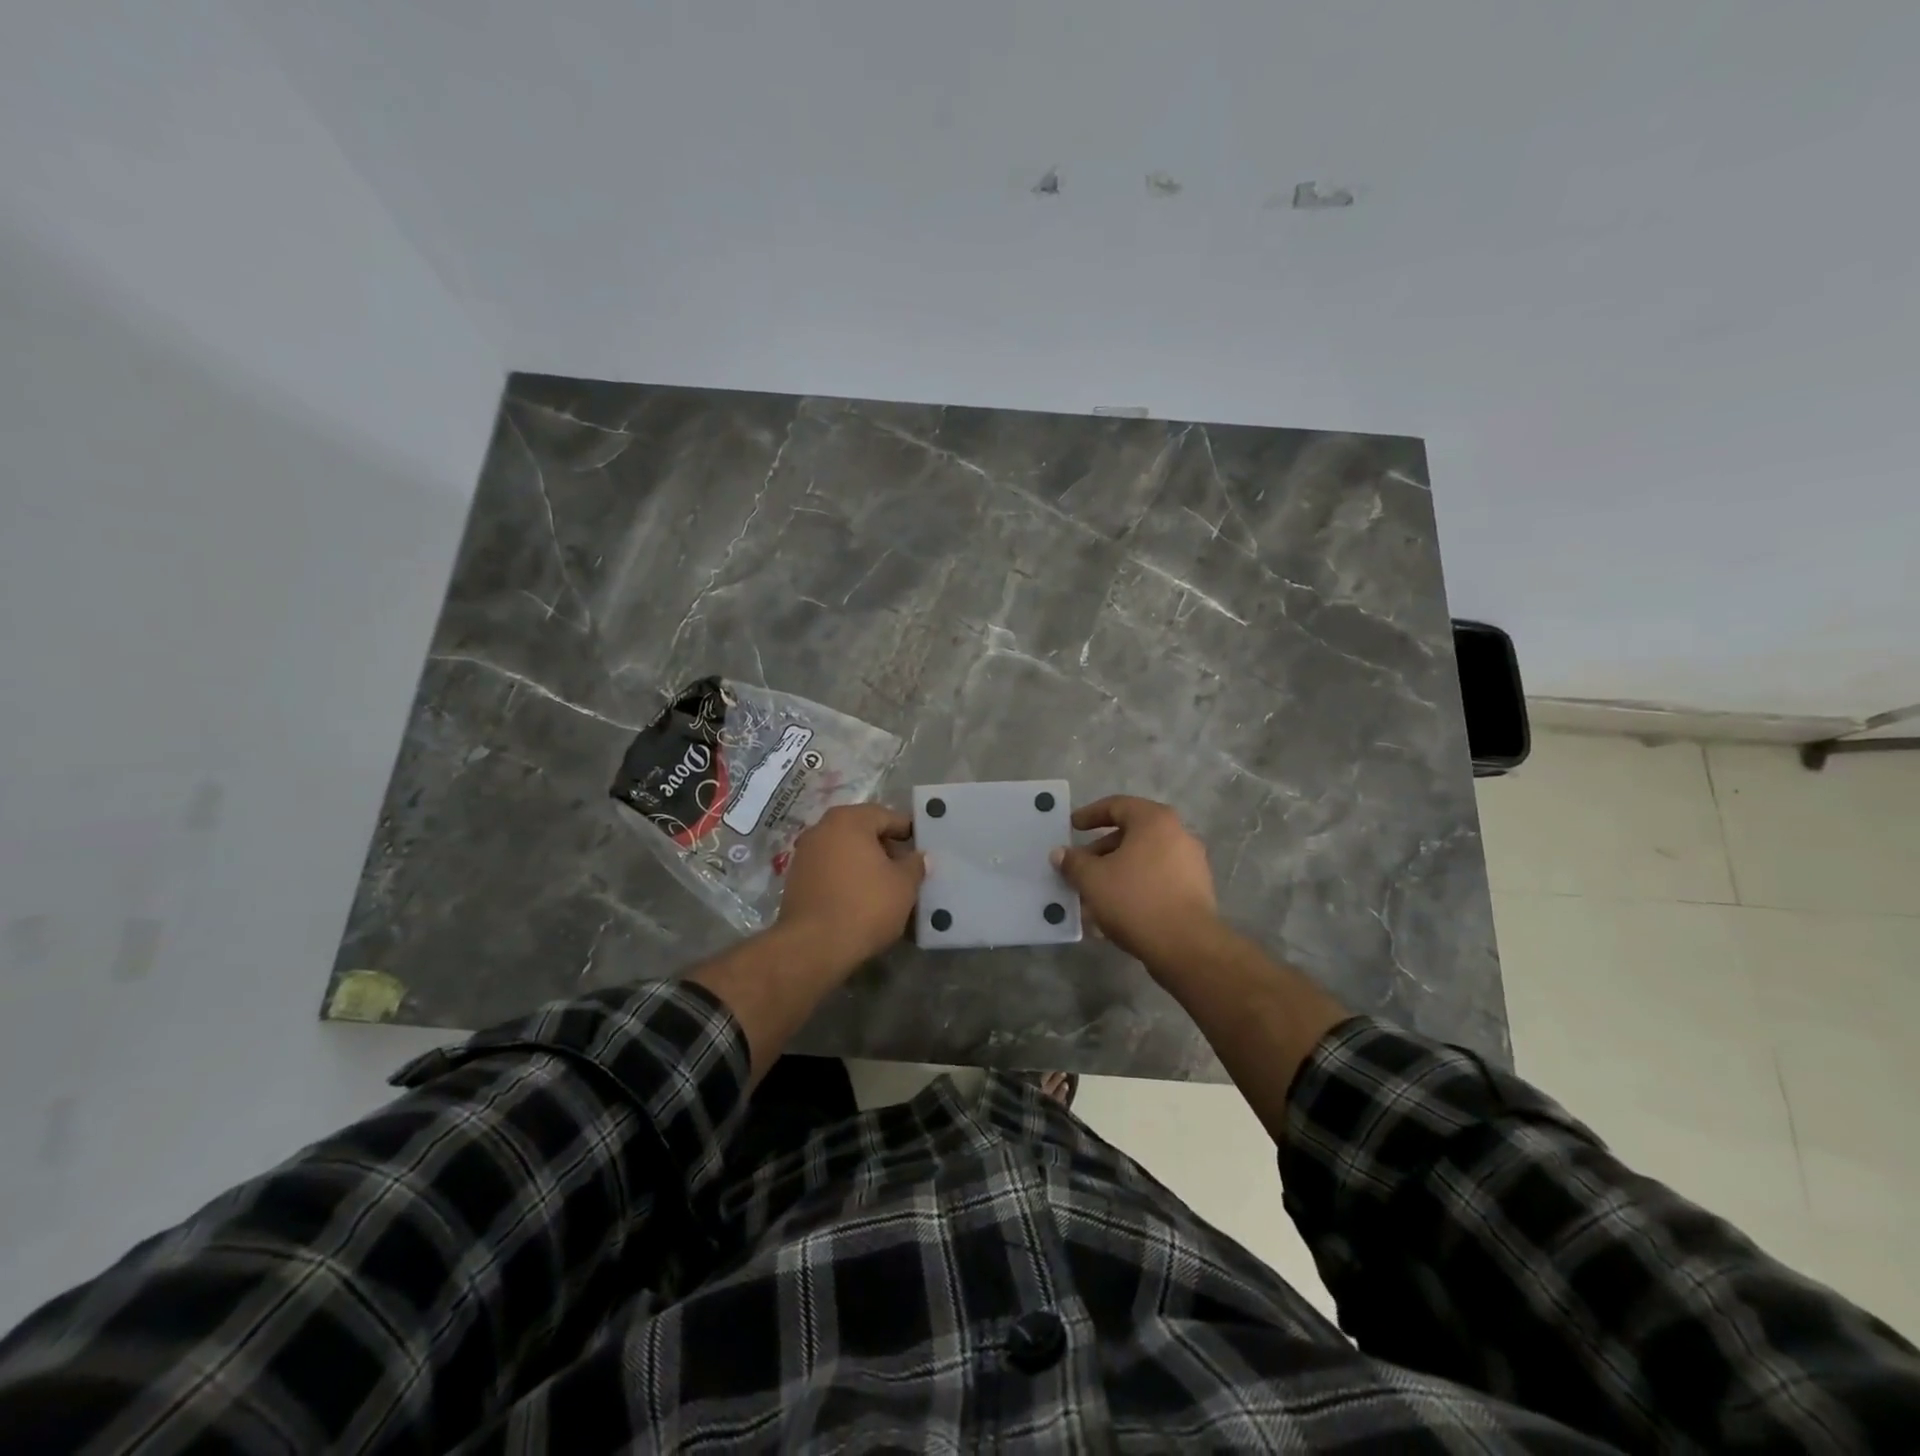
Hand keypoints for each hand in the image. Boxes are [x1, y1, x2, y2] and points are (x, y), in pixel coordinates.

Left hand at [775, 803, 924, 969]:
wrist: (813, 946)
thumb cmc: (865, 906)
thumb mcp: (903, 885)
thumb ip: (915, 864)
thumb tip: (920, 856)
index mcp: (849, 820)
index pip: (886, 816)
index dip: (907, 831)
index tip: (922, 848)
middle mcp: (821, 829)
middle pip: (862, 831)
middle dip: (885, 848)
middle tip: (906, 869)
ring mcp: (804, 854)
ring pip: (844, 852)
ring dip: (864, 864)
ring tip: (885, 887)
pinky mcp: (795, 880)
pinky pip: (829, 870)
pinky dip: (846, 878)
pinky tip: (860, 899)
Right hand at [1052, 796, 1220, 969]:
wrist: (1186, 946)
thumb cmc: (1135, 900)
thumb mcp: (1092, 879)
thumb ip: (1073, 862)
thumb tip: (1060, 853)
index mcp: (1154, 821)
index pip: (1117, 805)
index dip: (1090, 814)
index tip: (1072, 827)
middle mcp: (1178, 834)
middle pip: (1131, 835)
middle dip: (1100, 852)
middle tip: (1079, 869)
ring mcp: (1191, 863)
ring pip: (1143, 861)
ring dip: (1115, 873)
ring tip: (1092, 896)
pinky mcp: (1196, 891)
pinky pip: (1157, 880)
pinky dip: (1134, 888)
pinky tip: (1114, 912)